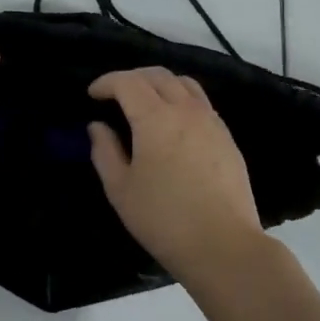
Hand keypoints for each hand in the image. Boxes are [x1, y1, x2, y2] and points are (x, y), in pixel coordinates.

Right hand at [88, 67, 267, 281]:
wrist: (223, 245)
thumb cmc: (163, 219)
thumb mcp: (120, 189)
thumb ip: (104, 151)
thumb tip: (98, 126)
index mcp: (155, 118)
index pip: (128, 82)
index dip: (106, 82)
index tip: (92, 94)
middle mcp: (186, 110)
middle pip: (157, 75)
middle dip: (131, 78)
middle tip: (115, 94)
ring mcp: (211, 121)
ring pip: (184, 84)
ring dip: (159, 84)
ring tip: (145, 101)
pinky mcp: (227, 137)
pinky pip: (201, 103)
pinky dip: (181, 99)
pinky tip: (173, 123)